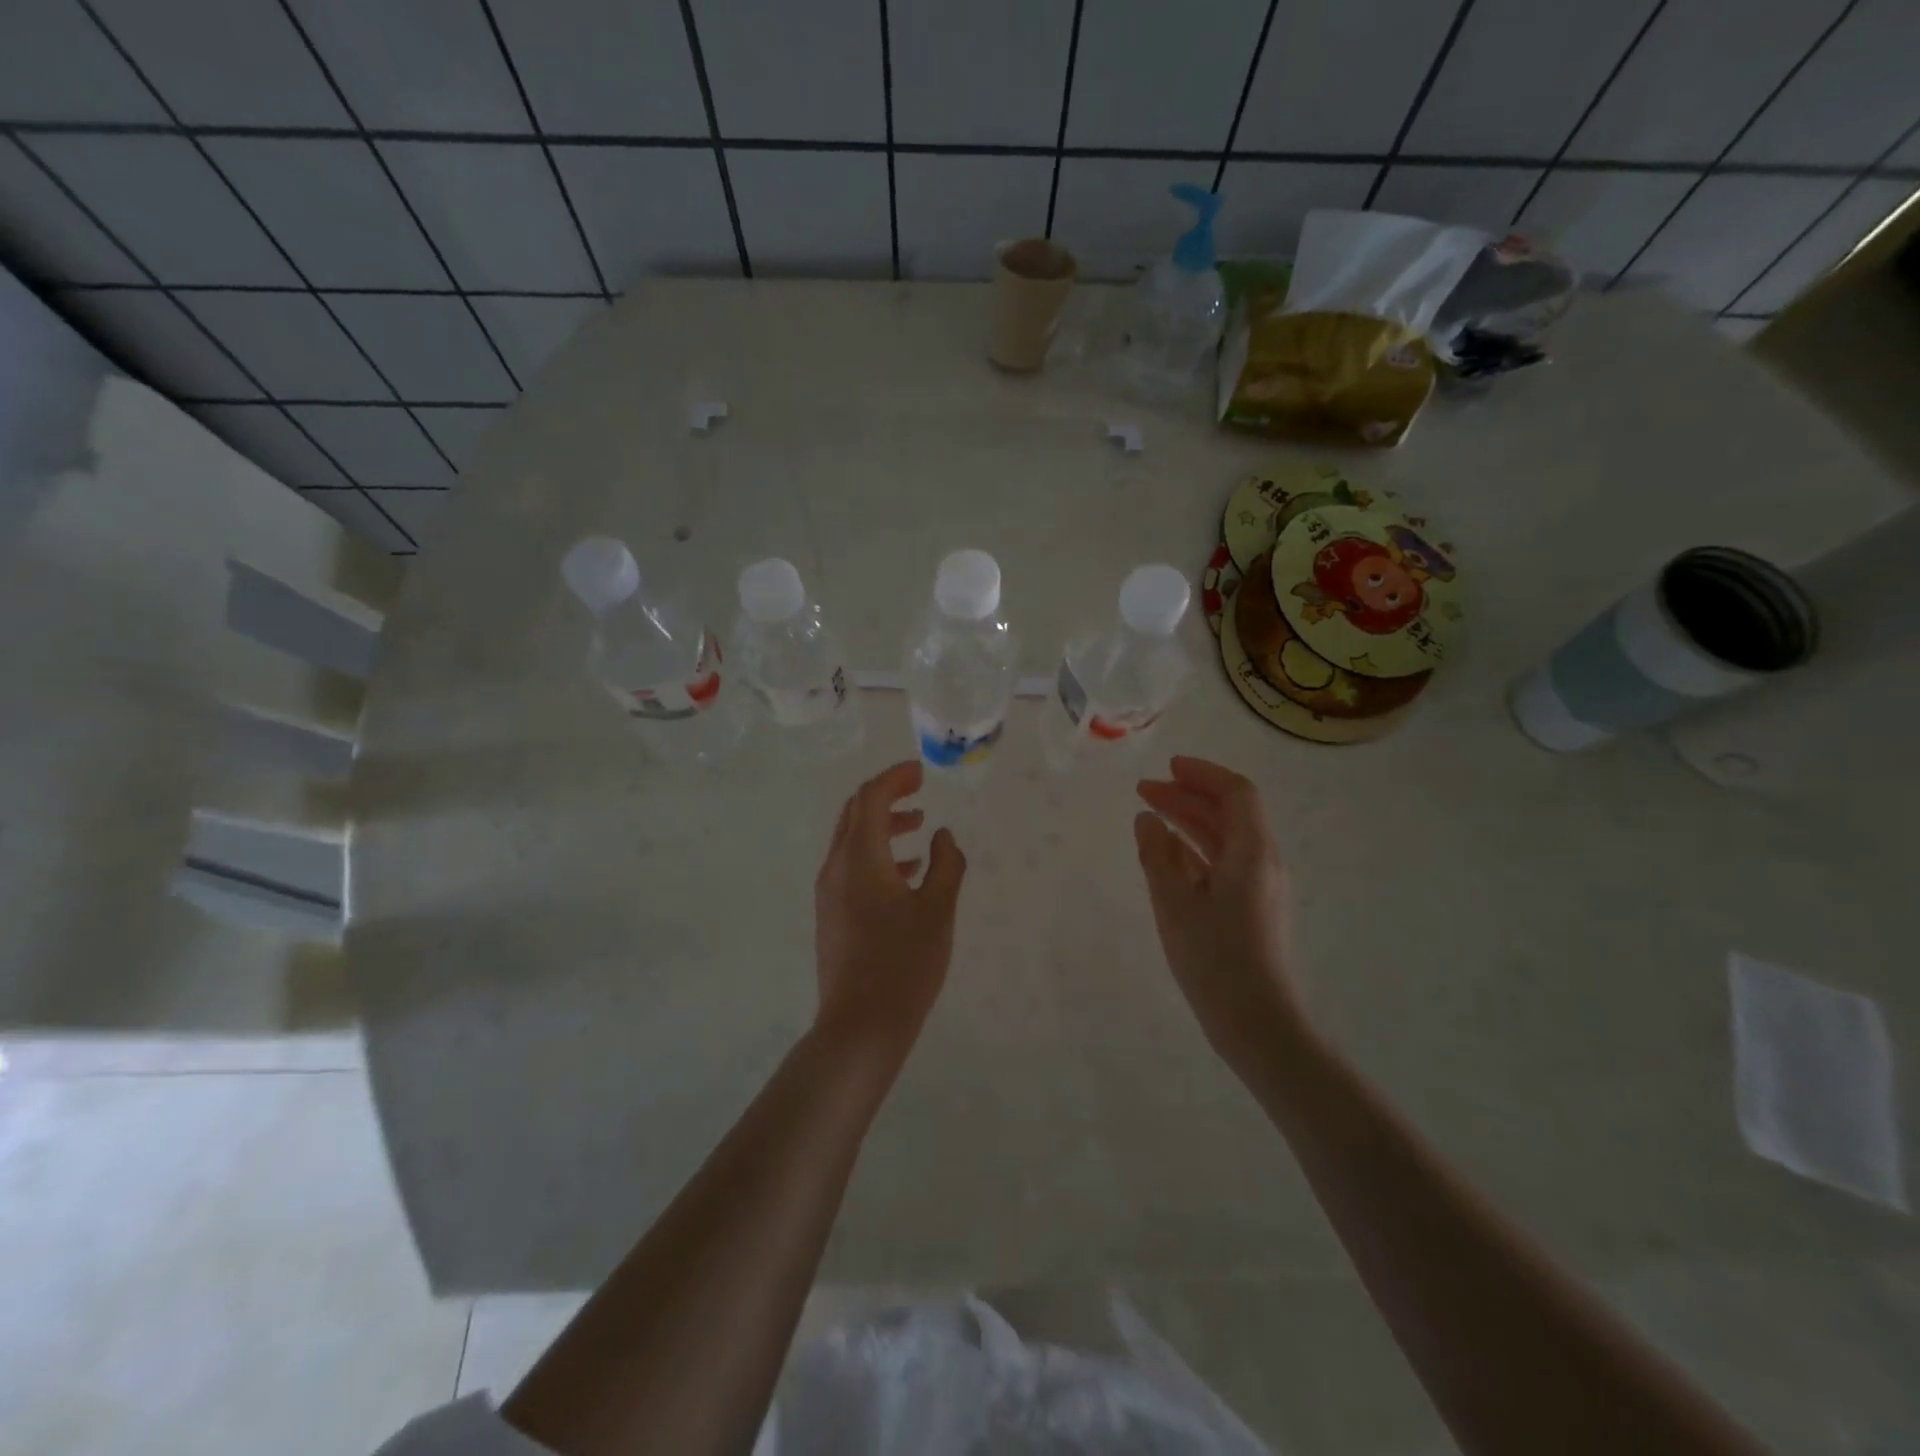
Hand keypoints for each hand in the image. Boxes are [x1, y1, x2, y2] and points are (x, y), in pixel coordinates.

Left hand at [813, 761, 966, 1062]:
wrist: (860, 1026)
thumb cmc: (904, 964)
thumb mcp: (938, 910)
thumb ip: (946, 864)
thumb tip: (943, 836)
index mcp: (860, 858)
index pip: (871, 798)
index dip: (895, 778)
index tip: (921, 771)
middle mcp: (836, 867)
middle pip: (855, 814)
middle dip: (886, 796)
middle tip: (918, 790)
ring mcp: (829, 893)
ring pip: (852, 841)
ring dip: (882, 826)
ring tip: (918, 827)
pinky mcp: (831, 915)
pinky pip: (851, 867)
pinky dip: (877, 855)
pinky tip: (907, 873)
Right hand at [1135, 756, 1306, 1074]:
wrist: (1258, 1024)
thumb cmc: (1214, 959)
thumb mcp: (1174, 903)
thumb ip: (1157, 855)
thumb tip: (1147, 819)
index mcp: (1253, 853)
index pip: (1236, 793)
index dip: (1202, 774)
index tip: (1167, 767)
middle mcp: (1265, 863)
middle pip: (1230, 814)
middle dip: (1188, 797)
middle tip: (1145, 791)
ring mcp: (1262, 888)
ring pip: (1227, 839)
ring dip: (1191, 822)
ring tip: (1151, 816)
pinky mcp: (1254, 910)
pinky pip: (1226, 864)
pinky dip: (1197, 850)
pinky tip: (1169, 856)